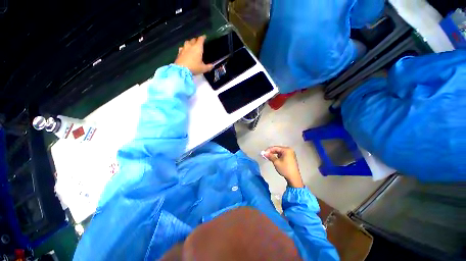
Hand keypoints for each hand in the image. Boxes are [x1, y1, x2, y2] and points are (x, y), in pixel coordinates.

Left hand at [175, 35, 212, 74]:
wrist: (181, 70)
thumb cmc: (194, 67)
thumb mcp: (203, 69)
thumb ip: (209, 67)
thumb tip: (212, 66)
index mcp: (198, 48)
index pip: (201, 39)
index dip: (203, 37)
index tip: (204, 36)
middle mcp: (191, 46)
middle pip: (193, 40)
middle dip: (196, 40)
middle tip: (198, 42)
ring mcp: (184, 48)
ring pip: (187, 42)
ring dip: (190, 42)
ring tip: (191, 45)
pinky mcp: (179, 52)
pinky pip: (182, 47)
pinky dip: (185, 48)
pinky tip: (185, 50)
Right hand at [264, 146, 303, 187]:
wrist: (294, 178)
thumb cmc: (285, 169)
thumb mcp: (276, 162)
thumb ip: (270, 156)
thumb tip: (264, 153)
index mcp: (286, 150)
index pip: (275, 148)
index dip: (268, 150)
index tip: (263, 153)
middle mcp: (289, 150)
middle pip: (278, 149)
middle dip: (271, 152)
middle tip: (265, 155)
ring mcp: (291, 154)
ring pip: (280, 152)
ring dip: (274, 154)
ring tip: (268, 157)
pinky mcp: (291, 158)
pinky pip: (282, 154)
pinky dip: (278, 156)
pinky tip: (274, 158)